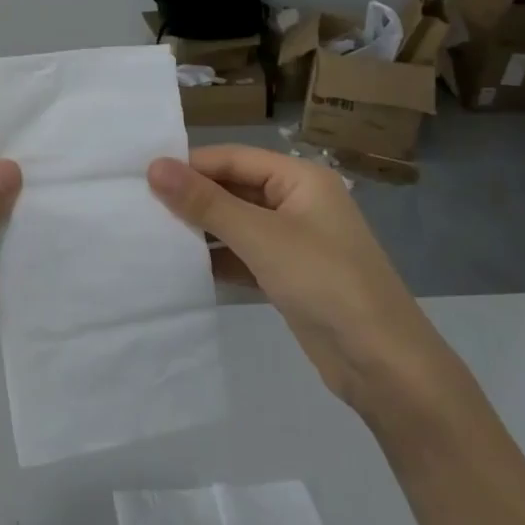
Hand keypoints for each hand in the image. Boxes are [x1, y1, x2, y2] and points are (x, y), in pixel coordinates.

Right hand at [147, 145, 452, 415]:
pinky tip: (181, 265)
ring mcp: (294, 241)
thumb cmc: (325, 283)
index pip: (233, 158)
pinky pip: (243, 254)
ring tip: (151, 232)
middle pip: (234, 188)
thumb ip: (205, 202)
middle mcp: (298, 202)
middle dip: (193, 197)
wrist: (385, 367)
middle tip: (139, 205)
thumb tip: (154, 167)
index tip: (141, 177)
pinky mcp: (289, 275)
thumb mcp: (261, 237)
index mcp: (301, 178)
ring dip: (201, 228)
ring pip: (236, 223)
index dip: (190, 165)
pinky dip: (217, 257)